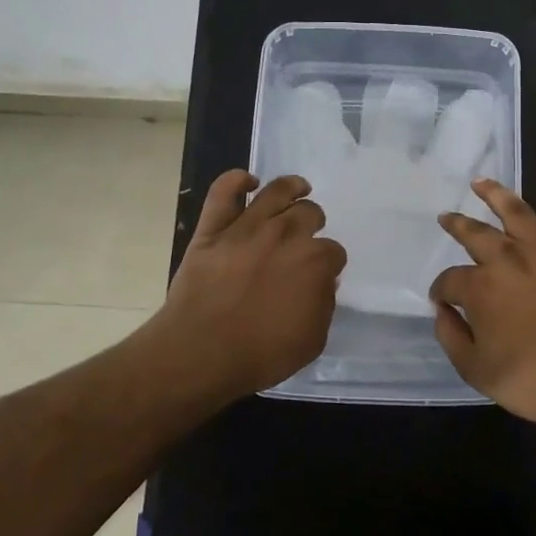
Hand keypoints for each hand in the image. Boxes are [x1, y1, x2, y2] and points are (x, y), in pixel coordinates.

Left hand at [150, 170, 346, 398]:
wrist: (201, 352)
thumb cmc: (261, 354)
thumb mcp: (312, 340)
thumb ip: (323, 306)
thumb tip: (322, 283)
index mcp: (315, 261)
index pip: (334, 251)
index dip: (329, 263)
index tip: (322, 273)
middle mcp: (286, 234)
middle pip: (309, 213)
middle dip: (313, 222)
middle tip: (307, 235)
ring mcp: (247, 227)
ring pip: (276, 191)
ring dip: (291, 187)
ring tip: (297, 188)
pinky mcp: (213, 229)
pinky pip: (223, 192)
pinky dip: (235, 180)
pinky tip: (247, 181)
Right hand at [430, 159, 535, 433]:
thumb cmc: (531, 381)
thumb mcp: (475, 369)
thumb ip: (451, 336)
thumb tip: (442, 310)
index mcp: (481, 287)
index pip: (450, 281)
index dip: (442, 291)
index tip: (442, 302)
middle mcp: (509, 260)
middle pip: (476, 235)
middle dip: (458, 226)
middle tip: (446, 218)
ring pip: (518, 212)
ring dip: (496, 194)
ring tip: (481, 182)